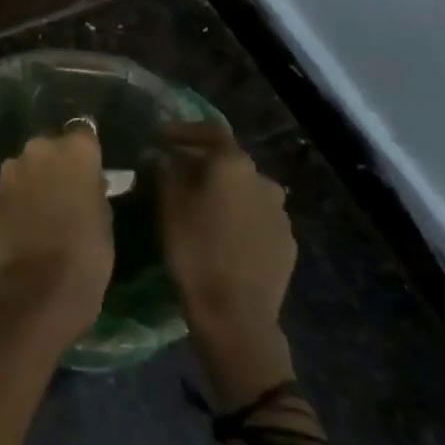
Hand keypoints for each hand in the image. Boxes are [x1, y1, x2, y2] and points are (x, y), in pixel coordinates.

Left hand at [0, 128, 113, 349]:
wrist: (38, 287)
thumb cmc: (87, 253)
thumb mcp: (104, 216)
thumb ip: (92, 188)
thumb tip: (86, 181)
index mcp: (75, 151)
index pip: (83, 134)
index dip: (85, 153)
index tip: (90, 170)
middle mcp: (38, 150)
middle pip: (49, 148)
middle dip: (55, 163)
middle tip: (65, 191)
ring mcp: (9, 171)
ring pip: (24, 167)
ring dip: (32, 180)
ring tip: (41, 209)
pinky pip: (7, 188)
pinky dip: (14, 199)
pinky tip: (22, 222)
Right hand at [156, 118, 297, 405]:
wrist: (236, 314)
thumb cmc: (194, 251)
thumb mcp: (167, 206)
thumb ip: (163, 171)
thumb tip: (160, 154)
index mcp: (234, 166)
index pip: (210, 131)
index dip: (182, 130)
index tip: (159, 137)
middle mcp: (264, 181)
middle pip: (228, 162)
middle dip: (201, 165)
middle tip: (173, 175)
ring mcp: (280, 214)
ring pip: (244, 191)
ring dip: (221, 192)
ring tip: (196, 208)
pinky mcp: (286, 243)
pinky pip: (256, 218)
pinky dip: (236, 217)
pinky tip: (219, 235)